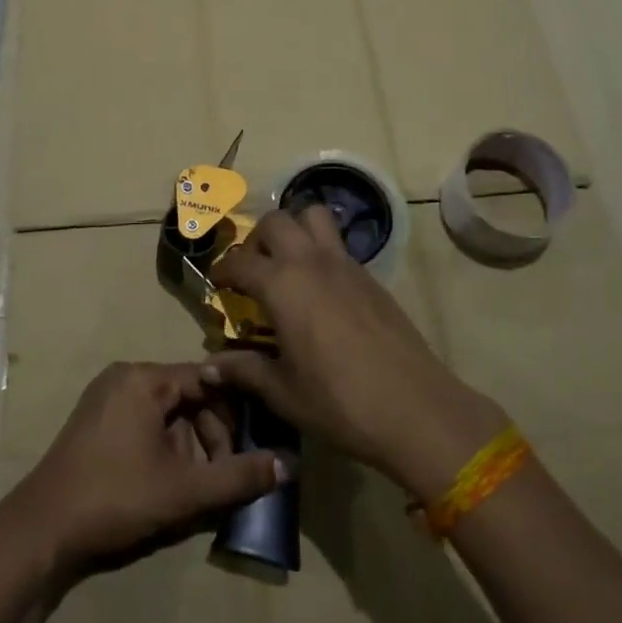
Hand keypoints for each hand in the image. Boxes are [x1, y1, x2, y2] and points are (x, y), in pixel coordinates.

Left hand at [3, 362, 281, 582]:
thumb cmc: (116, 498)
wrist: (41, 531)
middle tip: (221, 475)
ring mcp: (106, 396)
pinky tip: (167, 481)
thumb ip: (238, 476)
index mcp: (145, 378)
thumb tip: (289, 465)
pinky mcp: (96, 419)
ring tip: (195, 485)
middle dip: (211, 434)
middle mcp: (126, 376)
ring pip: (167, 411)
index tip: (250, 446)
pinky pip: (145, 420)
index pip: (207, 379)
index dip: (234, 413)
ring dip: (189, 445)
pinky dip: (164, 445)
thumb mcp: (184, 490)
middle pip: (188, 395)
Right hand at [206, 206, 507, 500]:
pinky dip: (321, 250)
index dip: (223, 270)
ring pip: (313, 216)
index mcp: (282, 285)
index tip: (217, 283)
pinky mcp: (370, 275)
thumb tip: (208, 367)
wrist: (413, 406)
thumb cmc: (338, 401)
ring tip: (287, 264)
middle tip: (253, 270)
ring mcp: (345, 263)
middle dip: (257, 238)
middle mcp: (311, 261)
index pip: (240, 262)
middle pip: (277, 221)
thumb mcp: (283, 391)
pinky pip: (338, 243)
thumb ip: (244, 370)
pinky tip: (321, 289)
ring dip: (295, 229)